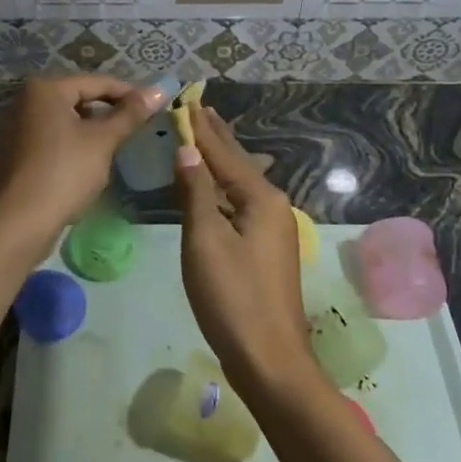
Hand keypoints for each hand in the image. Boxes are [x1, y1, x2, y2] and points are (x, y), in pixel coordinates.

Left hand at [0, 74, 161, 252]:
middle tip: (140, 127)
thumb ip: (130, 114)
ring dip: (94, 130)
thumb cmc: (63, 173)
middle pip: (80, 98)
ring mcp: (19, 126)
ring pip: (68, 119)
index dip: (130, 93)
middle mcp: (27, 100)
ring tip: (119, 145)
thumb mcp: (102, 141)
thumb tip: (159, 90)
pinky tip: (92, 162)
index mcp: (45, 89)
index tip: (156, 107)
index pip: (98, 82)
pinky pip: (54, 137)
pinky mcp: (18, 151)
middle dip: (110, 112)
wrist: (18, 223)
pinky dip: (75, 143)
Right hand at [174, 105, 320, 399]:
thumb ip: (196, 192)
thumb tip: (188, 150)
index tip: (188, 102)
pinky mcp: (266, 250)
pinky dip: (224, 187)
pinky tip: (216, 187)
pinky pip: (241, 203)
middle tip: (200, 109)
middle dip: (217, 138)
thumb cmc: (232, 297)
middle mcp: (273, 206)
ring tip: (206, 138)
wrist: (269, 359)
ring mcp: (273, 229)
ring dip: (222, 160)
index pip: (224, 153)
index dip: (202, 129)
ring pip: (241, 184)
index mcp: (261, 198)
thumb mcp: (205, 240)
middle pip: (239, 163)